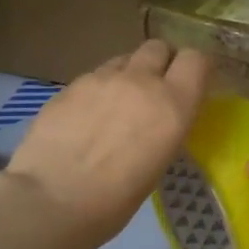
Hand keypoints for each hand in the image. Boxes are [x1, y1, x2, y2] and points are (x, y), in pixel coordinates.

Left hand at [4, 41, 208, 243]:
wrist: (52, 201)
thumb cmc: (116, 200)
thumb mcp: (159, 162)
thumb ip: (164, 125)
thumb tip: (159, 116)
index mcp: (173, 105)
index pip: (196, 59)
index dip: (194, 67)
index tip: (191, 82)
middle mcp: (141, 81)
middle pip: (158, 47)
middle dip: (160, 62)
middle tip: (154, 88)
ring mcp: (102, 78)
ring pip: (124, 59)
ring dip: (127, 74)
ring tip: (116, 103)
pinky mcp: (71, 84)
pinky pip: (94, 76)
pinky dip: (97, 90)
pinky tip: (85, 117)